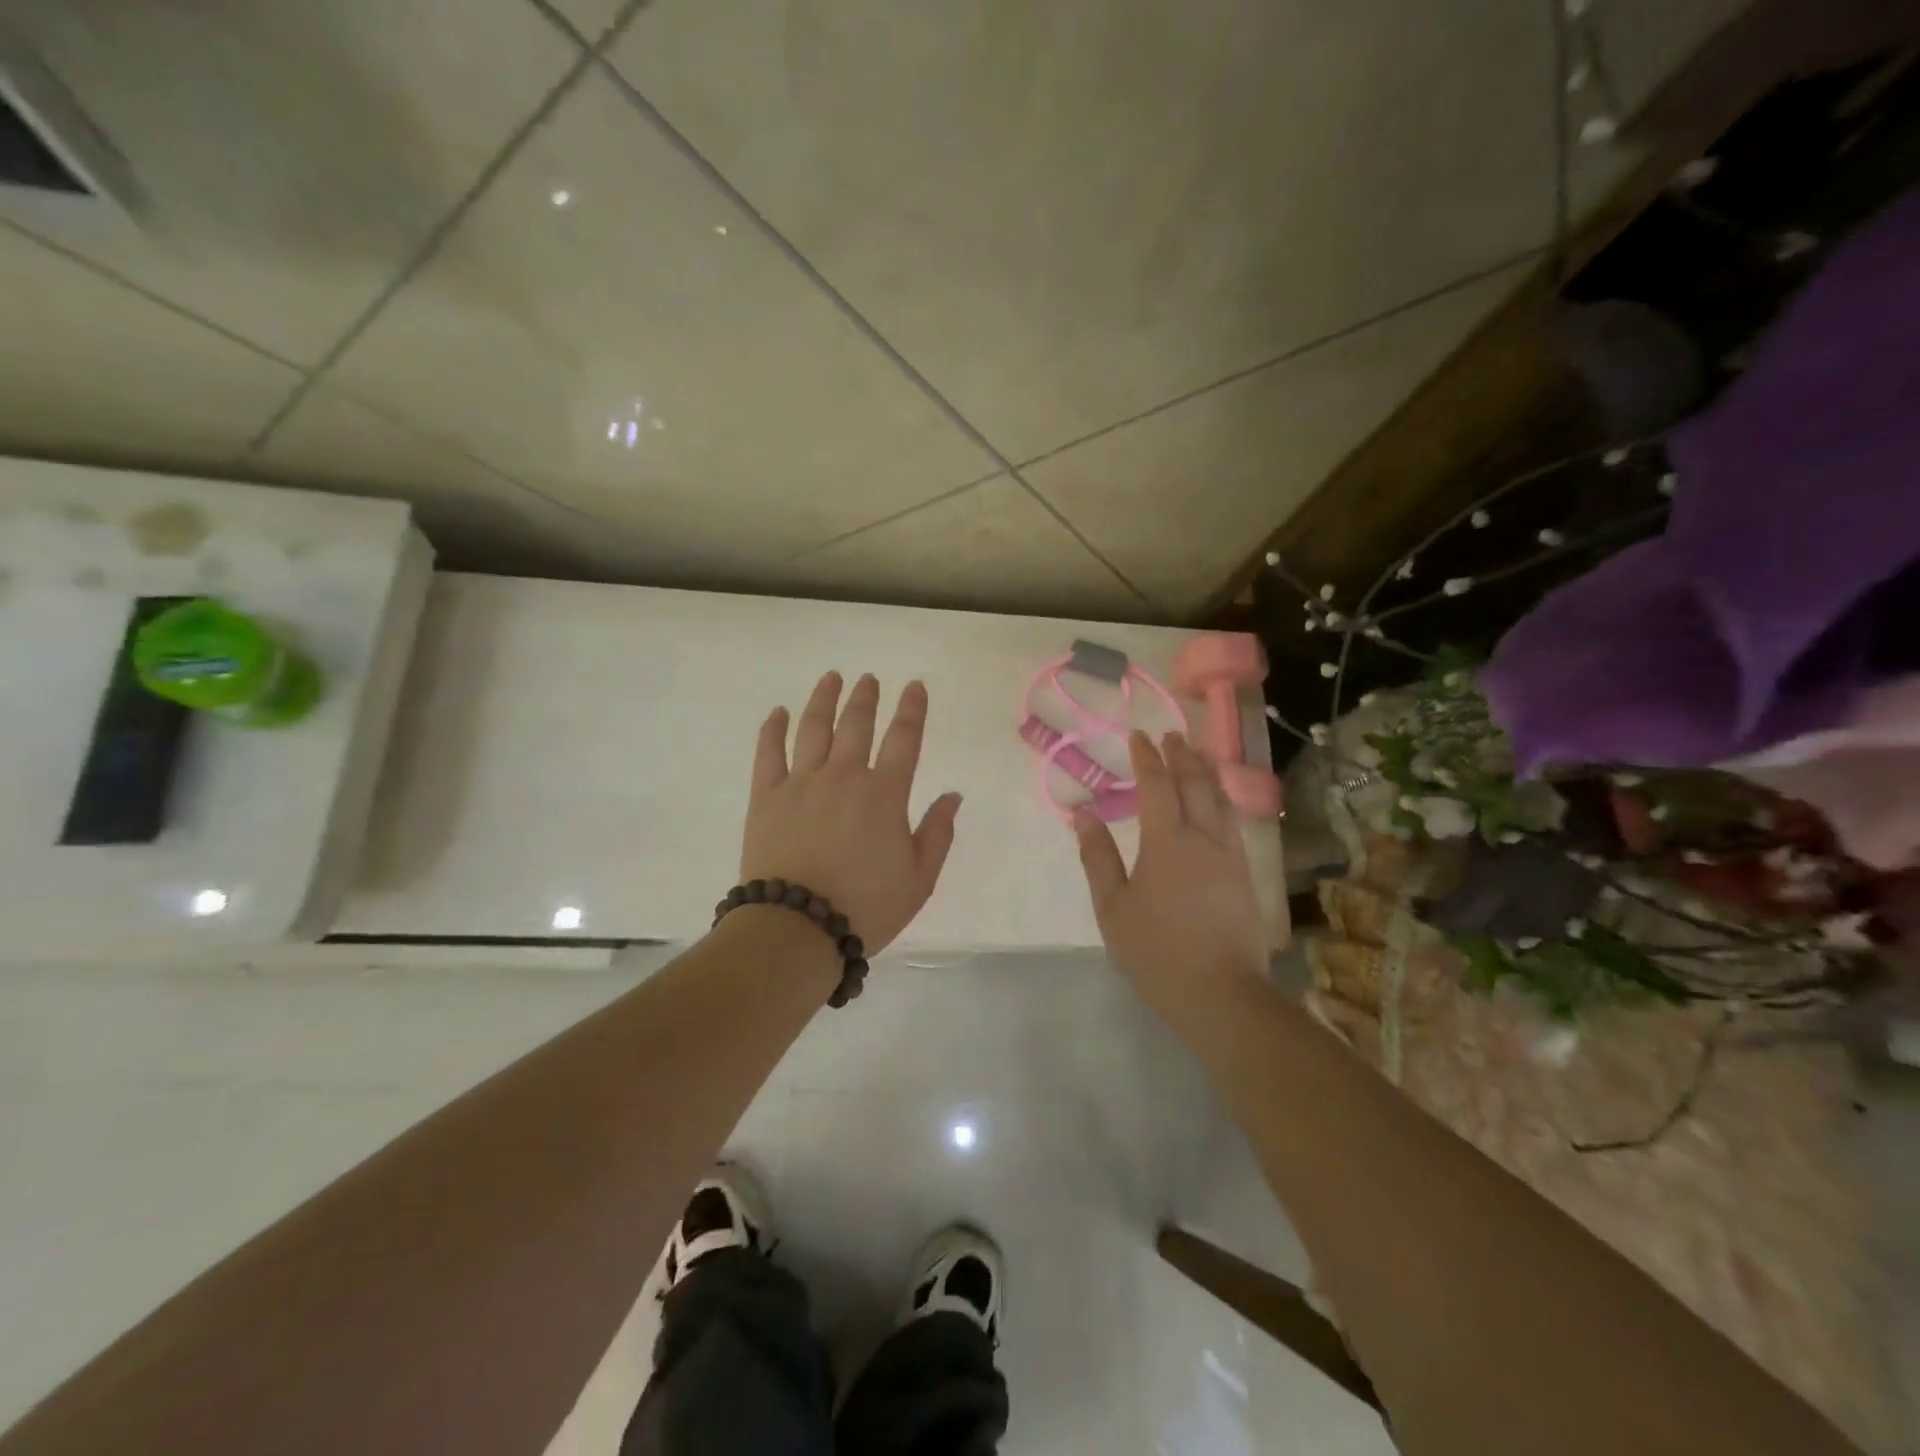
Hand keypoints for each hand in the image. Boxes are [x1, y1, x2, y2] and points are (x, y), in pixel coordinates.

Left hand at [741, 672, 962, 952]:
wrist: (797, 927)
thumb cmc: (865, 907)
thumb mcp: (919, 879)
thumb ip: (938, 833)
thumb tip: (953, 795)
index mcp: (885, 794)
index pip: (904, 739)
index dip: (912, 709)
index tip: (914, 687)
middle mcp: (844, 776)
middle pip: (856, 725)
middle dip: (865, 698)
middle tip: (868, 679)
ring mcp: (802, 783)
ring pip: (813, 728)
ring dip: (824, 699)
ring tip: (832, 678)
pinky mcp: (767, 797)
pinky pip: (768, 753)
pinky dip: (773, 729)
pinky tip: (777, 712)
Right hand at [1073, 731, 1268, 1023]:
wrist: (1220, 992)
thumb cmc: (1156, 950)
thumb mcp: (1112, 907)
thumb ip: (1097, 857)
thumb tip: (1083, 814)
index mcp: (1166, 841)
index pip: (1157, 785)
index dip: (1147, 758)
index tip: (1139, 736)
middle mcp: (1203, 838)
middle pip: (1195, 784)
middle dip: (1181, 755)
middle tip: (1171, 735)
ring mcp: (1230, 855)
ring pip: (1220, 800)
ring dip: (1205, 773)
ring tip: (1196, 756)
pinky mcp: (1246, 875)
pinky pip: (1232, 822)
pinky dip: (1221, 800)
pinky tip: (1217, 804)